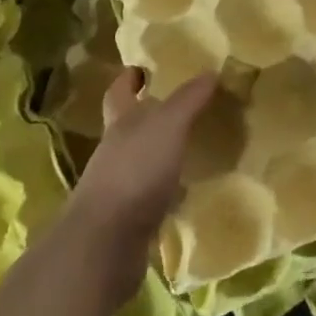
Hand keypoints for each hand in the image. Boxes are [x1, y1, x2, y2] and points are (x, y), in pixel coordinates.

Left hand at [64, 68, 215, 303]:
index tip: (142, 69)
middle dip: (150, 116)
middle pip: (129, 126)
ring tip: (193, 147)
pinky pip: (151, 198)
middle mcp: (115, 152)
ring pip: (142, 162)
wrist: (104, 247)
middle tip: (182, 107)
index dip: (129, 78)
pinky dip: (168, 192)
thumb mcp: (168, 126)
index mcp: (120, 123)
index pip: (120, 91)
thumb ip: (188, 99)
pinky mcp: (128, 222)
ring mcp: (118, 188)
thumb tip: (210, 71)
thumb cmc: (135, 171)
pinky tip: (188, 193)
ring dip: (162, 155)